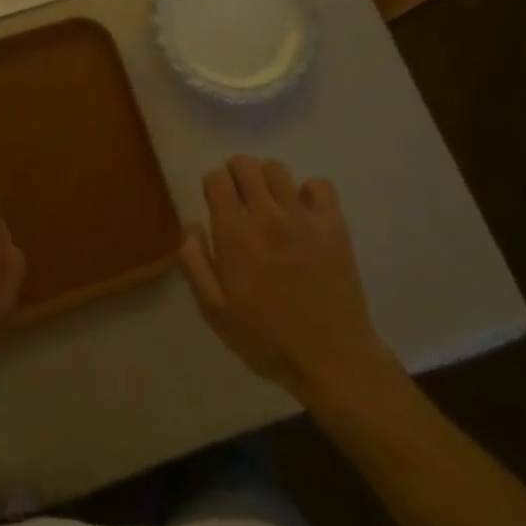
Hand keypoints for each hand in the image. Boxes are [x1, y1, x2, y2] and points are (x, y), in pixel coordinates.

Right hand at [179, 156, 404, 404]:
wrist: (332, 360)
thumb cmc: (267, 339)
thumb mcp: (215, 312)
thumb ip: (194, 263)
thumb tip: (191, 224)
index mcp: (235, 236)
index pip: (217, 179)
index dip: (212, 185)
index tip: (216, 202)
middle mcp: (267, 217)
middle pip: (245, 165)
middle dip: (236, 173)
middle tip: (239, 196)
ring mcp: (303, 218)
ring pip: (278, 169)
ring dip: (268, 179)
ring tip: (270, 202)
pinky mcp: (334, 225)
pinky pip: (319, 184)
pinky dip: (309, 191)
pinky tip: (304, 212)